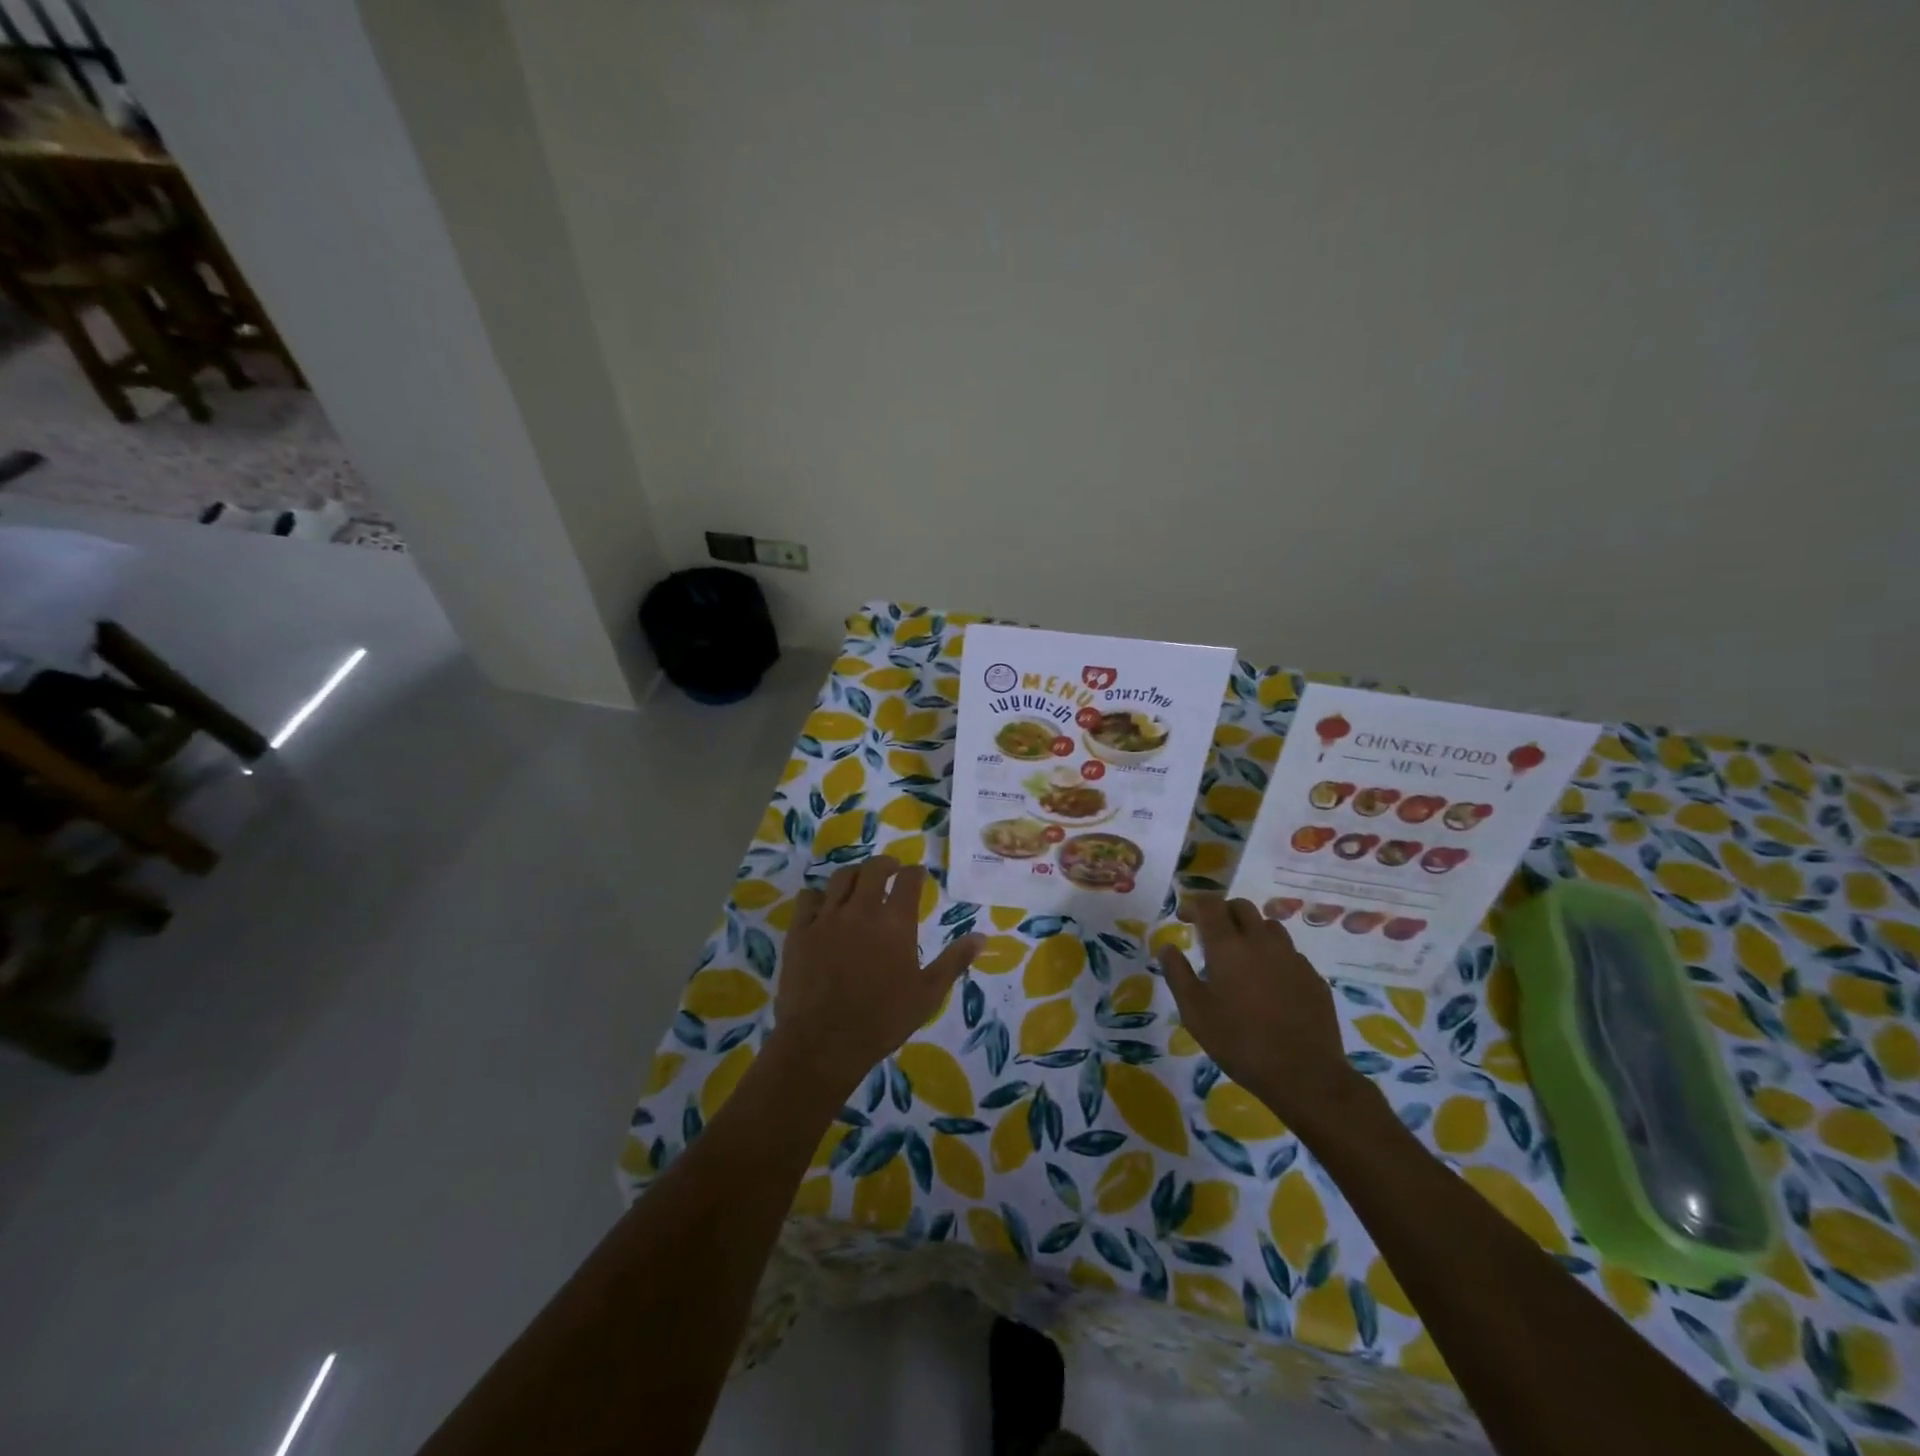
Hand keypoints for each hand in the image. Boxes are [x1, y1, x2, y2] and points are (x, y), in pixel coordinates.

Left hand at [768, 856, 982, 1098]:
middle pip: (874, 869)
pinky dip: (818, 896)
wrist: (824, 1042)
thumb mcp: (928, 994)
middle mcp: (862, 910)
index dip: (915, 873)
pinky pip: (807, 898)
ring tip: (859, 881)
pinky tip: (823, 905)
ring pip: (840, 878)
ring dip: (854, 874)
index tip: (918, 875)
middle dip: (886, 864)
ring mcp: (827, 918)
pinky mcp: (800, 931)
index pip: (908, 880)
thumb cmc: (883, 1020)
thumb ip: (954, 961)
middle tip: (891, 870)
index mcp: (896, 923)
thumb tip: (981, 937)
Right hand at [1157, 897, 1363, 1130]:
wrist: (1304, 1074)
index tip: (1183, 917)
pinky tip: (1270, 982)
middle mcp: (1261, 942)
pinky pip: (1290, 953)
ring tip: (1242, 955)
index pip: (1210, 905)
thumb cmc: (1239, 1042)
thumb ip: (1177, 974)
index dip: (1193, 905)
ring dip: (1251, 930)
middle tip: (1211, 932)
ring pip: (1269, 926)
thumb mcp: (1195, 1012)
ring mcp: (1292, 958)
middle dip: (1223, 911)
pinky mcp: (1313, 977)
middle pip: (1242, 907)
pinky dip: (1274, 956)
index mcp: (1228, 946)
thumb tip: (1167, 947)